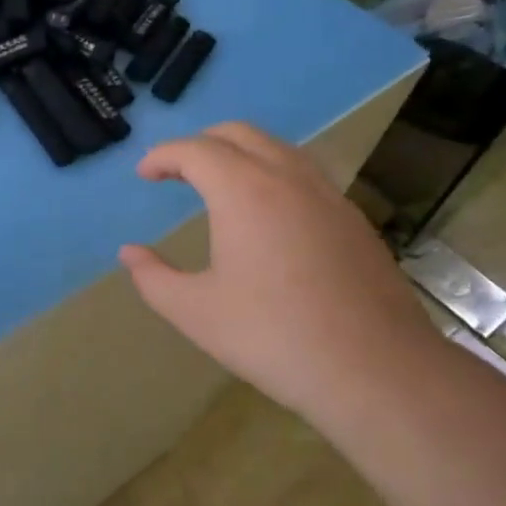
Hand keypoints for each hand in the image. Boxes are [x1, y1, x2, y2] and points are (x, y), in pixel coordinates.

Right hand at [118, 123, 437, 418]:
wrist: (376, 370)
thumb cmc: (273, 337)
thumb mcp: (195, 312)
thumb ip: (153, 278)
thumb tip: (130, 253)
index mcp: (244, 191)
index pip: (195, 150)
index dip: (162, 156)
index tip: (144, 175)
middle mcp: (287, 178)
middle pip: (239, 134)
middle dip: (200, 144)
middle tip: (176, 172)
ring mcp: (328, 196)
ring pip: (278, 149)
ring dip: (240, 154)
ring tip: (219, 186)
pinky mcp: (353, 219)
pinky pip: (304, 175)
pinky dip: (272, 175)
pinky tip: (268, 216)